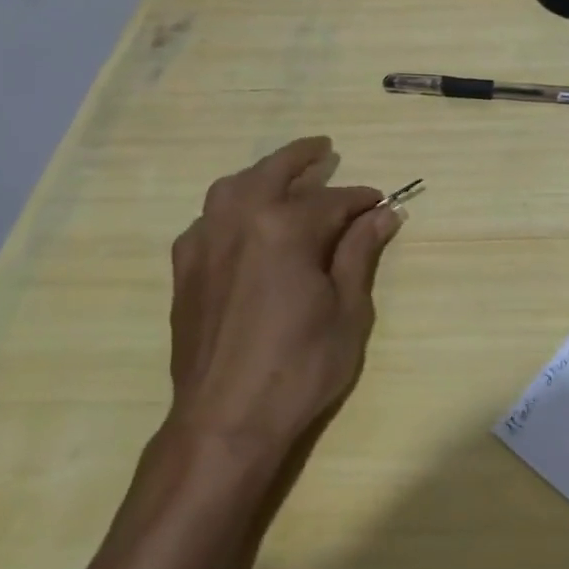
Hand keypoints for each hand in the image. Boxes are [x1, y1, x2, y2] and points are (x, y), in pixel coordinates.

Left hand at [167, 136, 400, 461]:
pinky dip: (231, 206)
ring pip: (233, 188)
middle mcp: (238, 221)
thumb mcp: (348, 310)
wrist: (225, 420)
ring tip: (283, 173)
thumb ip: (360, 253)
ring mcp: (204, 242)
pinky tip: (245, 220)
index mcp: (284, 228)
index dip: (361, 199)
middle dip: (303, 158)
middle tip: (324, 148)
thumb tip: (383, 214)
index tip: (382, 201)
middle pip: (273, 173)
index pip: (333, 200)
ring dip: (262, 174)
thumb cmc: (300, 366)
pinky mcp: (185, 268)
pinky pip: (208, 218)